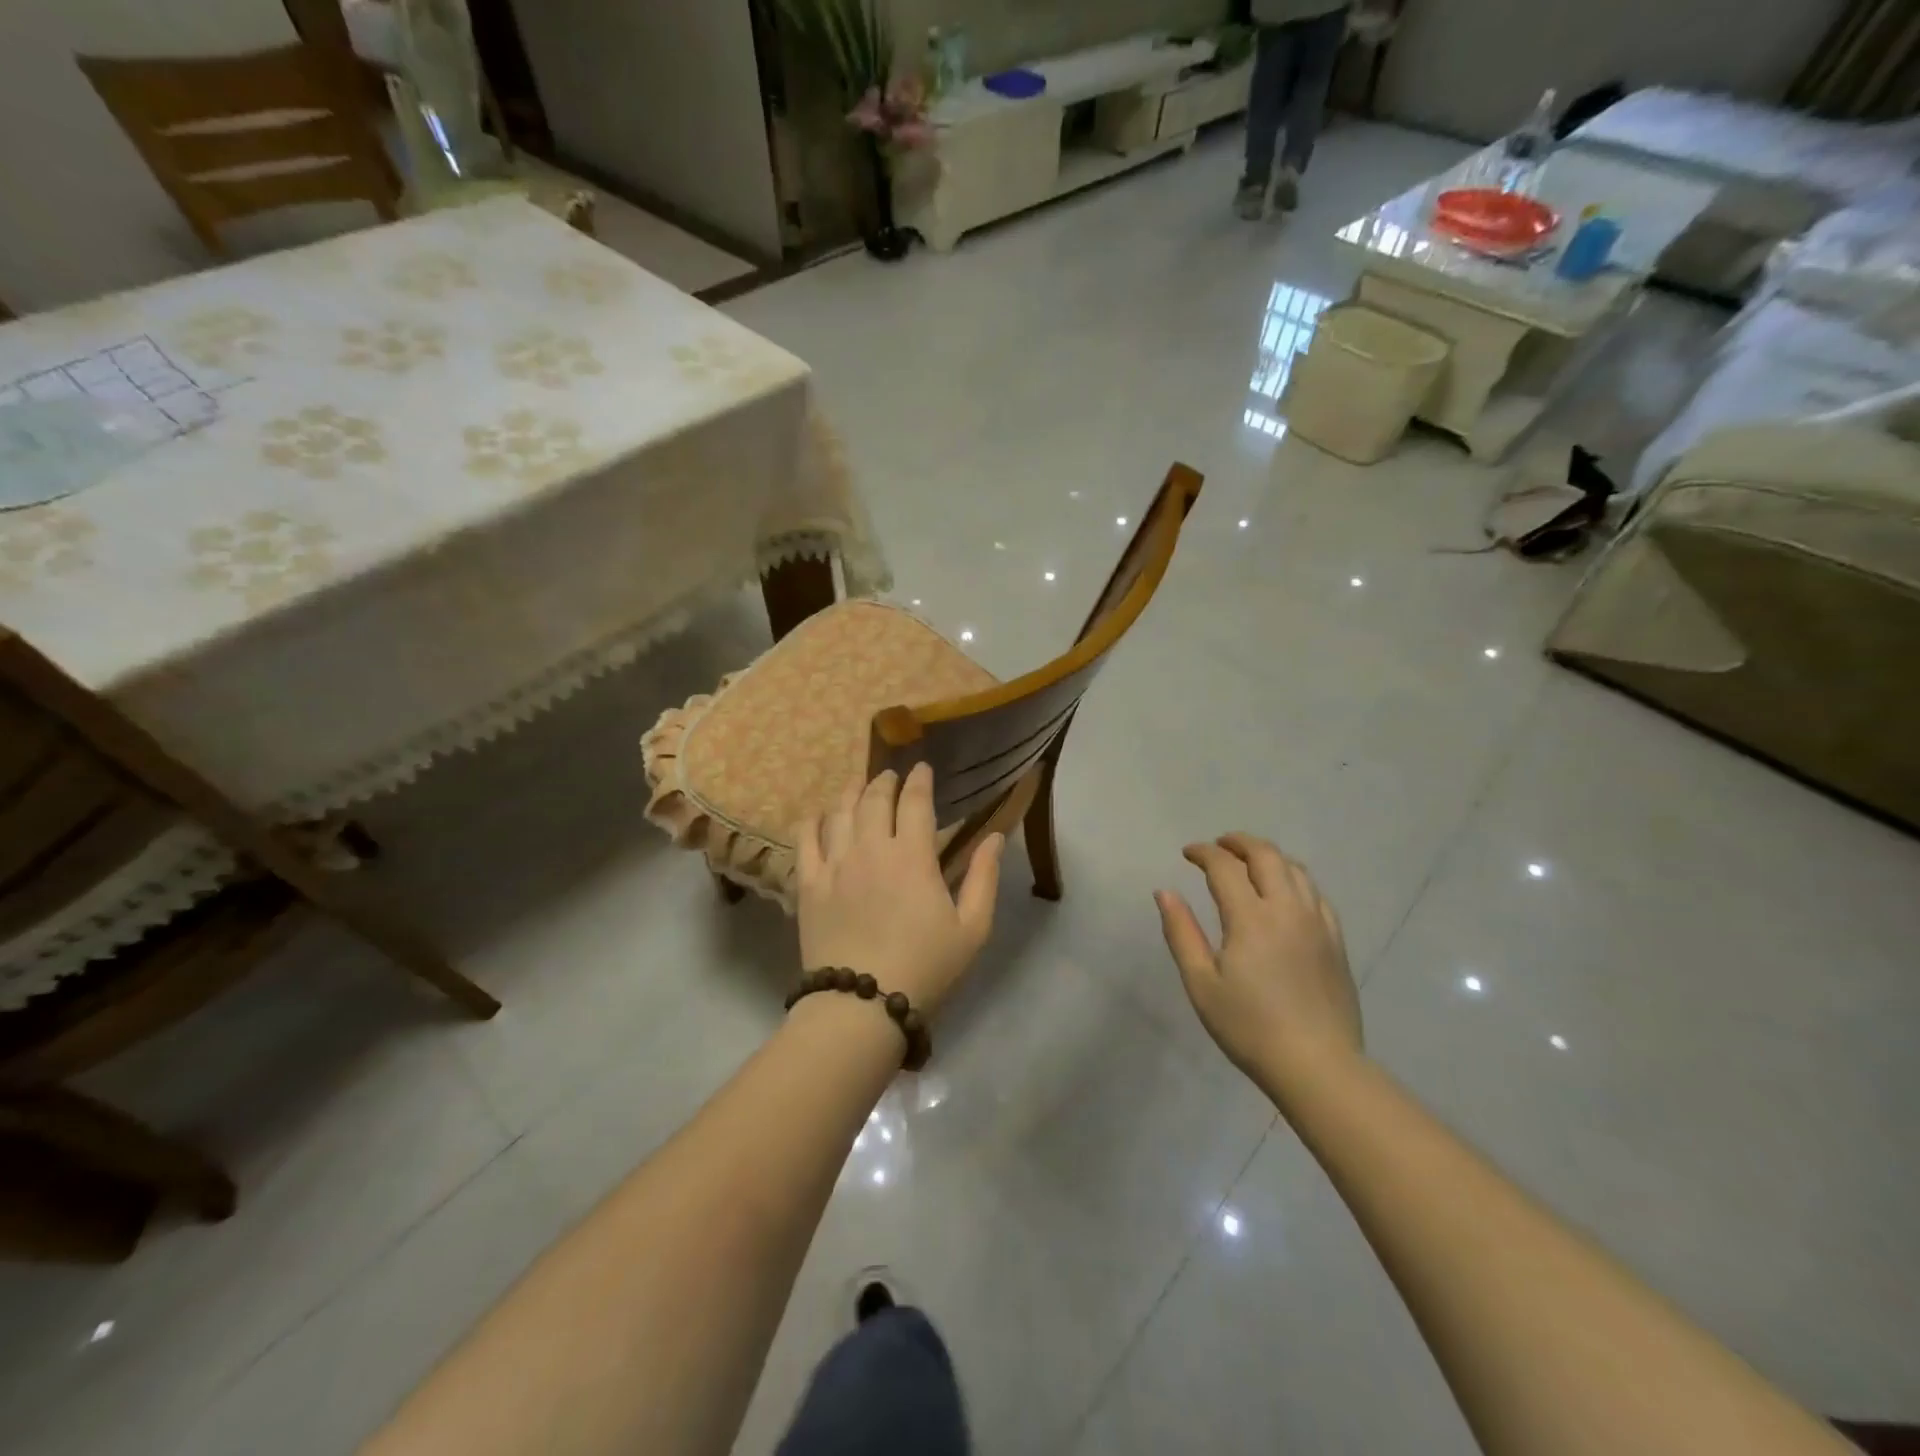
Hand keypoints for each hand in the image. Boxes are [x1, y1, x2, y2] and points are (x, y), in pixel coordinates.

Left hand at [796, 764, 1003, 1015]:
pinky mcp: (809, 885)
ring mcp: (835, 864)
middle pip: (874, 799)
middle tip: (891, 775)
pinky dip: (813, 821)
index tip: (923, 768)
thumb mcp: (972, 928)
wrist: (861, 1005)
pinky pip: (806, 840)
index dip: (920, 780)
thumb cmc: (925, 967)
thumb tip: (995, 836)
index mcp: (912, 856)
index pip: (915, 802)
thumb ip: (984, 877)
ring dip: (851, 792)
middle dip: (884, 781)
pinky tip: (819, 815)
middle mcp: (871, 849)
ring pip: (840, 812)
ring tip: (857, 784)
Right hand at [1155, 834, 1362, 1088]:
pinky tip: (1285, 892)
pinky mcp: (1336, 941)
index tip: (1187, 853)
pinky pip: (1316, 894)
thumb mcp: (1201, 984)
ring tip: (1249, 862)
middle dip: (1239, 843)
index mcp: (1251, 918)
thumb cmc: (1249, 1027)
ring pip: (1296, 870)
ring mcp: (1317, 923)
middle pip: (1266, 856)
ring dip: (1268, 856)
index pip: (1225, 867)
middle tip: (1219, 846)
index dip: (1204, 853)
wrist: (1317, 1066)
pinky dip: (1294, 879)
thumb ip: (1181, 933)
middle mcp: (1287, 909)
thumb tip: (1165, 892)